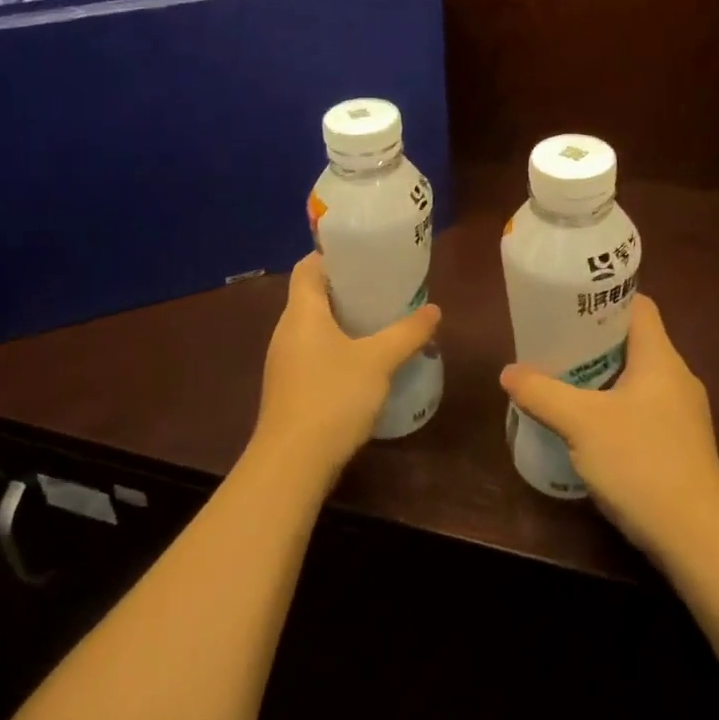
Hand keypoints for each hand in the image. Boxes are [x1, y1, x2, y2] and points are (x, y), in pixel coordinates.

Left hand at [250, 253, 441, 490]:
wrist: (292, 464)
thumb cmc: (333, 397)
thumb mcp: (378, 360)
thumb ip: (407, 333)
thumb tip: (434, 310)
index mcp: (301, 312)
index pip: (308, 267)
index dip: (332, 255)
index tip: (364, 255)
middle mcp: (286, 331)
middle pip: (312, 296)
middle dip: (346, 290)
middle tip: (383, 288)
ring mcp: (284, 362)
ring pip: (314, 328)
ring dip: (343, 322)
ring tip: (379, 322)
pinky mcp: (289, 389)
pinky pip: (314, 354)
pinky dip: (337, 349)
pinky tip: (364, 363)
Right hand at [499, 295, 718, 556]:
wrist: (696, 536)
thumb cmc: (640, 462)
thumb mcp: (581, 424)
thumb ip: (542, 393)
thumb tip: (508, 373)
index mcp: (660, 358)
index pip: (639, 307)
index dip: (606, 300)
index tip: (571, 306)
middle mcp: (678, 378)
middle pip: (636, 342)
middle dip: (595, 342)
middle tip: (557, 346)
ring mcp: (684, 414)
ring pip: (639, 379)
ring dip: (604, 377)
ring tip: (567, 384)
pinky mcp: (682, 445)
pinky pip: (645, 409)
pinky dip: (617, 408)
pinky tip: (592, 429)